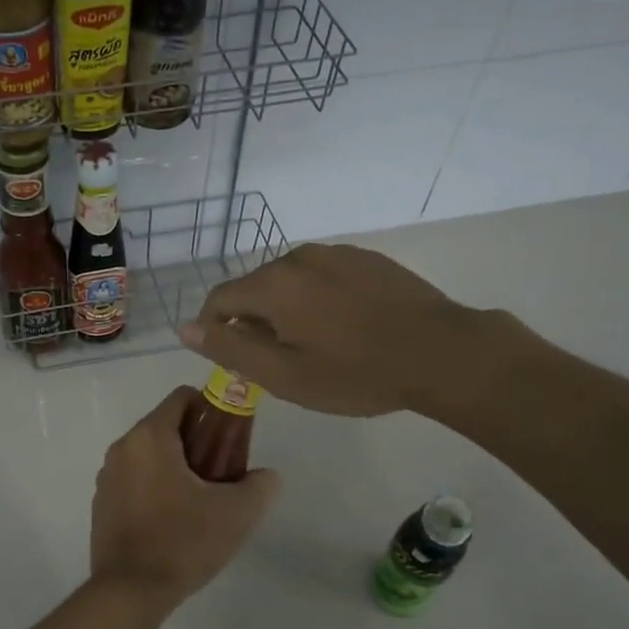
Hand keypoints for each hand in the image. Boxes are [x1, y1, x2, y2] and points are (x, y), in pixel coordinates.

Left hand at [89, 386, 280, 615]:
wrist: (130, 592)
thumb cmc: (183, 541)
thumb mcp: (237, 513)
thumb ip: (260, 485)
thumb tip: (266, 476)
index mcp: (150, 436)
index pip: (183, 397)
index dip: (212, 411)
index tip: (230, 441)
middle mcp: (122, 447)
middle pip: (167, 427)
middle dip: (197, 444)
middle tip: (221, 476)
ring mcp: (107, 476)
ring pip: (150, 456)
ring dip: (176, 467)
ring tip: (199, 503)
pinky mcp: (101, 504)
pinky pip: (134, 480)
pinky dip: (155, 488)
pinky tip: (173, 522)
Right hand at [179, 243, 511, 420]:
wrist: (443, 353)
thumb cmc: (356, 373)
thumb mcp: (285, 374)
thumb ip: (230, 349)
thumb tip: (186, 328)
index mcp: (274, 284)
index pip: (221, 299)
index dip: (215, 330)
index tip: (234, 361)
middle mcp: (299, 257)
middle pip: (256, 288)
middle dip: (254, 322)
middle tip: (279, 363)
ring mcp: (337, 253)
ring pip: (291, 282)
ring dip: (288, 311)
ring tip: (316, 347)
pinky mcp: (367, 259)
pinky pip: (324, 277)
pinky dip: (319, 300)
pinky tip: (346, 328)